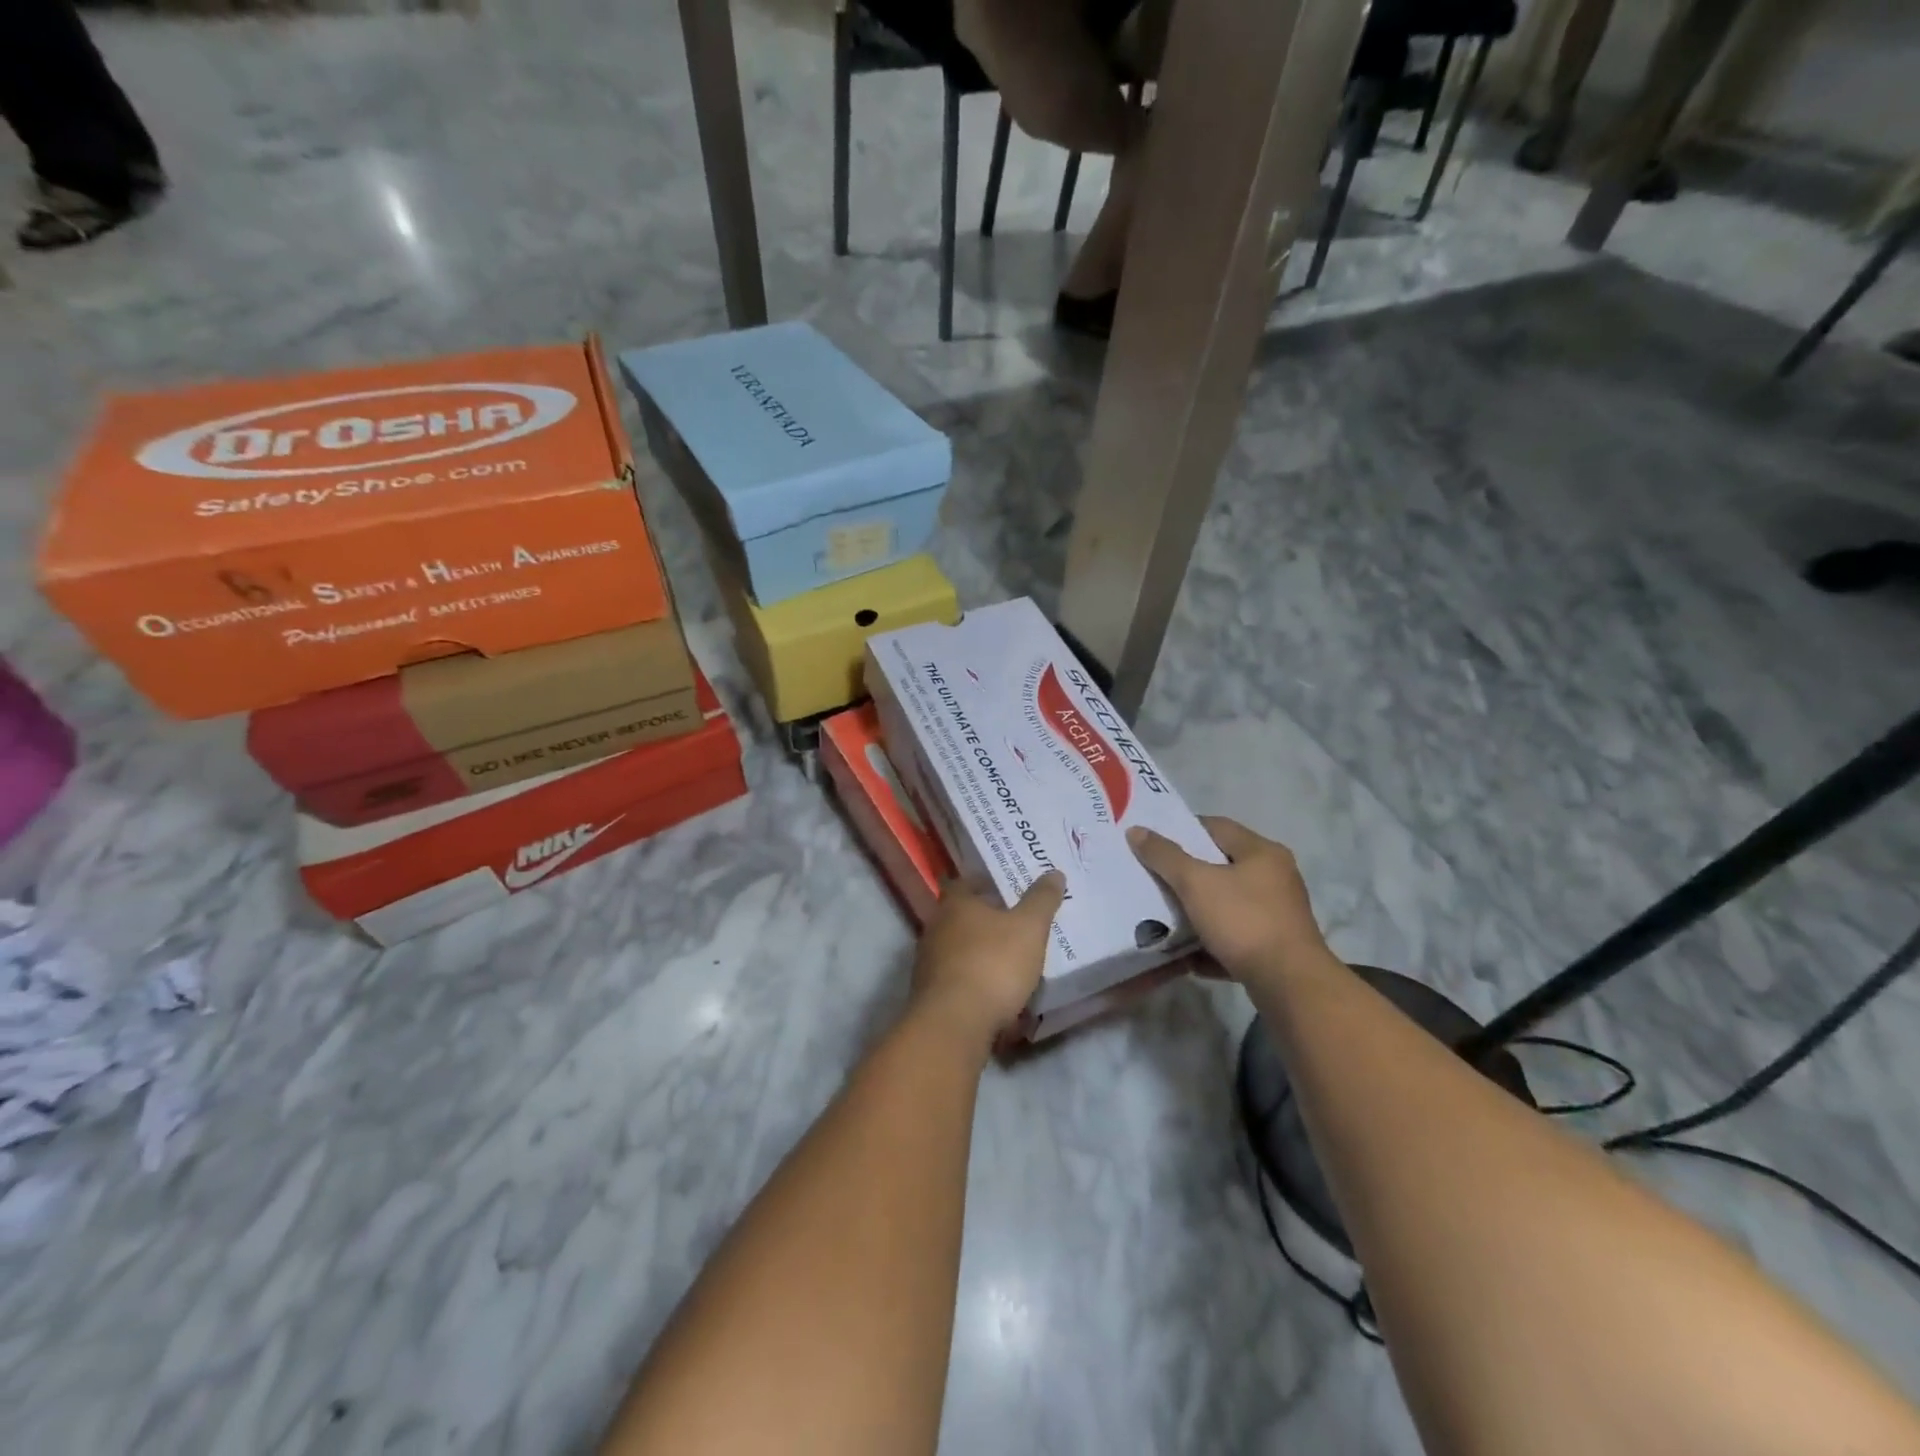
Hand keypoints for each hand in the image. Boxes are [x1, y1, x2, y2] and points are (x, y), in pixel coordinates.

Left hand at [909, 872, 1065, 1054]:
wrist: (954, 1024)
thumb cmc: (993, 964)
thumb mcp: (1029, 928)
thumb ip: (1042, 900)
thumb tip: (1054, 873)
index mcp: (955, 904)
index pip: (966, 882)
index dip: (987, 883)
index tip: (1010, 888)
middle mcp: (936, 928)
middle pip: (963, 917)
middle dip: (988, 921)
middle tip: (1019, 924)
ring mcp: (929, 963)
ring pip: (961, 950)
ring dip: (983, 954)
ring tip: (1014, 962)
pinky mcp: (931, 994)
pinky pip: (960, 980)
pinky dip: (977, 982)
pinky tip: (999, 995)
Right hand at [1128, 817, 1328, 982]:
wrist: (1289, 985)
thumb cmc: (1243, 921)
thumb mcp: (1196, 883)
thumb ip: (1164, 856)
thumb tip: (1136, 830)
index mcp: (1262, 853)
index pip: (1216, 827)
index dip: (1182, 830)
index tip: (1153, 842)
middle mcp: (1275, 878)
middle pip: (1221, 866)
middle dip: (1186, 873)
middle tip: (1152, 877)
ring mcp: (1277, 914)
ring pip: (1226, 904)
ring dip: (1196, 911)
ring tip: (1163, 915)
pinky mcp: (1274, 947)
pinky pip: (1234, 937)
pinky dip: (1211, 942)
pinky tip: (1186, 955)